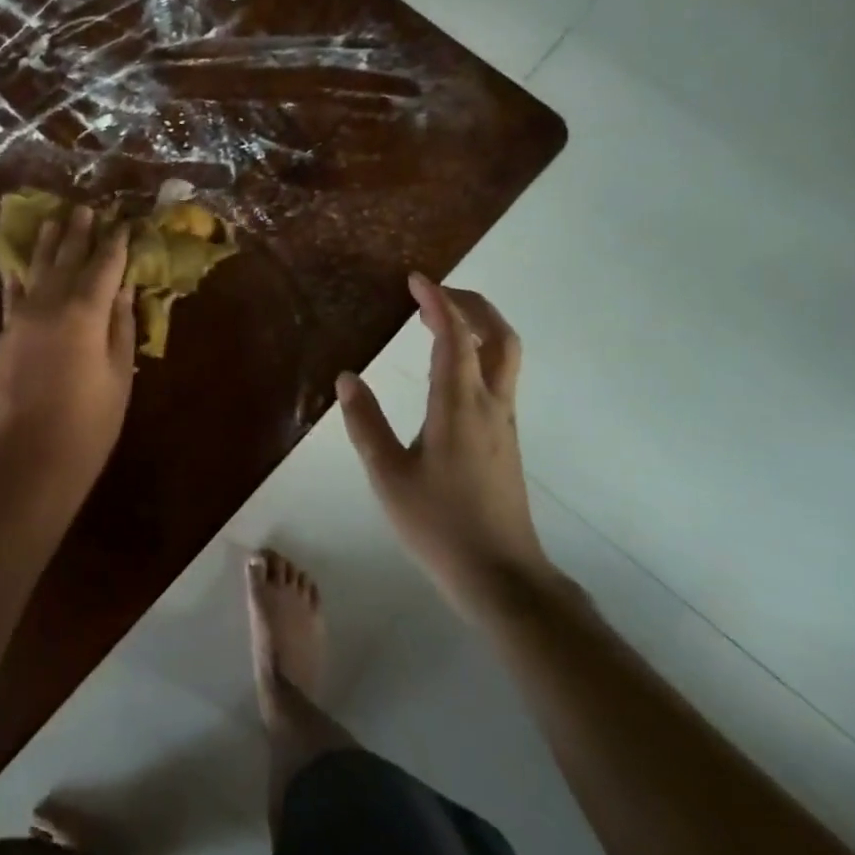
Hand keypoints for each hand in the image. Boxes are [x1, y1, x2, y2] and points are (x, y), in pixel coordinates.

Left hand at [0, 205, 135, 504]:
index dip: (115, 243)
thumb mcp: (118, 377)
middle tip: (85, 208)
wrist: (25, 463)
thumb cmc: (87, 426)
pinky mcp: (2, 338)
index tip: (123, 222)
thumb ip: (121, 328)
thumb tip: (124, 290)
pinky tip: (16, 266)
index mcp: (84, 312)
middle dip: (78, 233)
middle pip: (66, 259)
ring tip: (52, 220)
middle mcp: (49, 305)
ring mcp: (19, 319)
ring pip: (34, 271)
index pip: (104, 266)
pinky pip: (11, 296)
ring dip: (46, 245)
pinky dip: (17, 278)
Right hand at [336, 274, 553, 612]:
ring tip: (441, 321)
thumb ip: (365, 423)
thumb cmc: (438, 524)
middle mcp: (491, 404)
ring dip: (479, 326)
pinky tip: (452, 367)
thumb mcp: (387, 475)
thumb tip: (347, 377)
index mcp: (459, 407)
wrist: (500, 575)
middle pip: (498, 335)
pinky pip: (500, 376)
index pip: (455, 337)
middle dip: (470, 304)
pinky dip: (481, 351)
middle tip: (434, 293)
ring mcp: (505, 422)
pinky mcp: (507, 438)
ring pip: (506, 355)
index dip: (437, 301)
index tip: (415, 279)